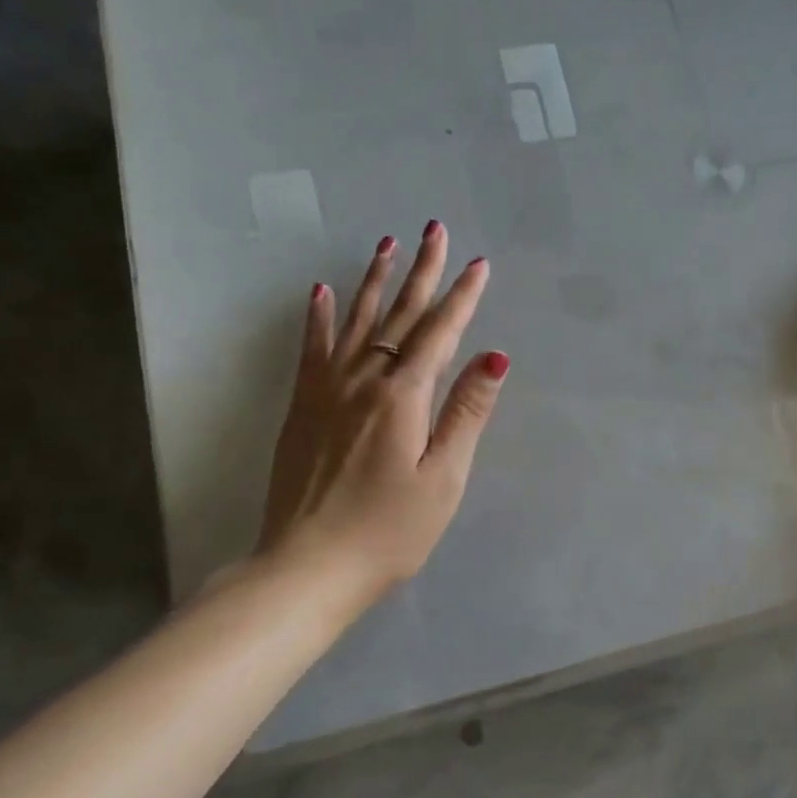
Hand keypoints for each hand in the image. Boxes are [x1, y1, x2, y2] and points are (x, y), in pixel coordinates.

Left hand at [257, 222, 507, 612]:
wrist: (305, 567)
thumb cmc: (388, 530)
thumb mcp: (443, 478)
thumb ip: (466, 412)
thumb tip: (494, 356)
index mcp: (403, 397)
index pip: (440, 333)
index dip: (462, 297)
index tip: (479, 264)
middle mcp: (363, 380)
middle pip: (399, 315)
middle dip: (422, 271)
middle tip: (434, 230)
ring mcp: (326, 391)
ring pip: (354, 321)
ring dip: (374, 281)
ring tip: (387, 245)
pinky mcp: (302, 407)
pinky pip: (311, 349)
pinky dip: (317, 317)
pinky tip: (320, 291)